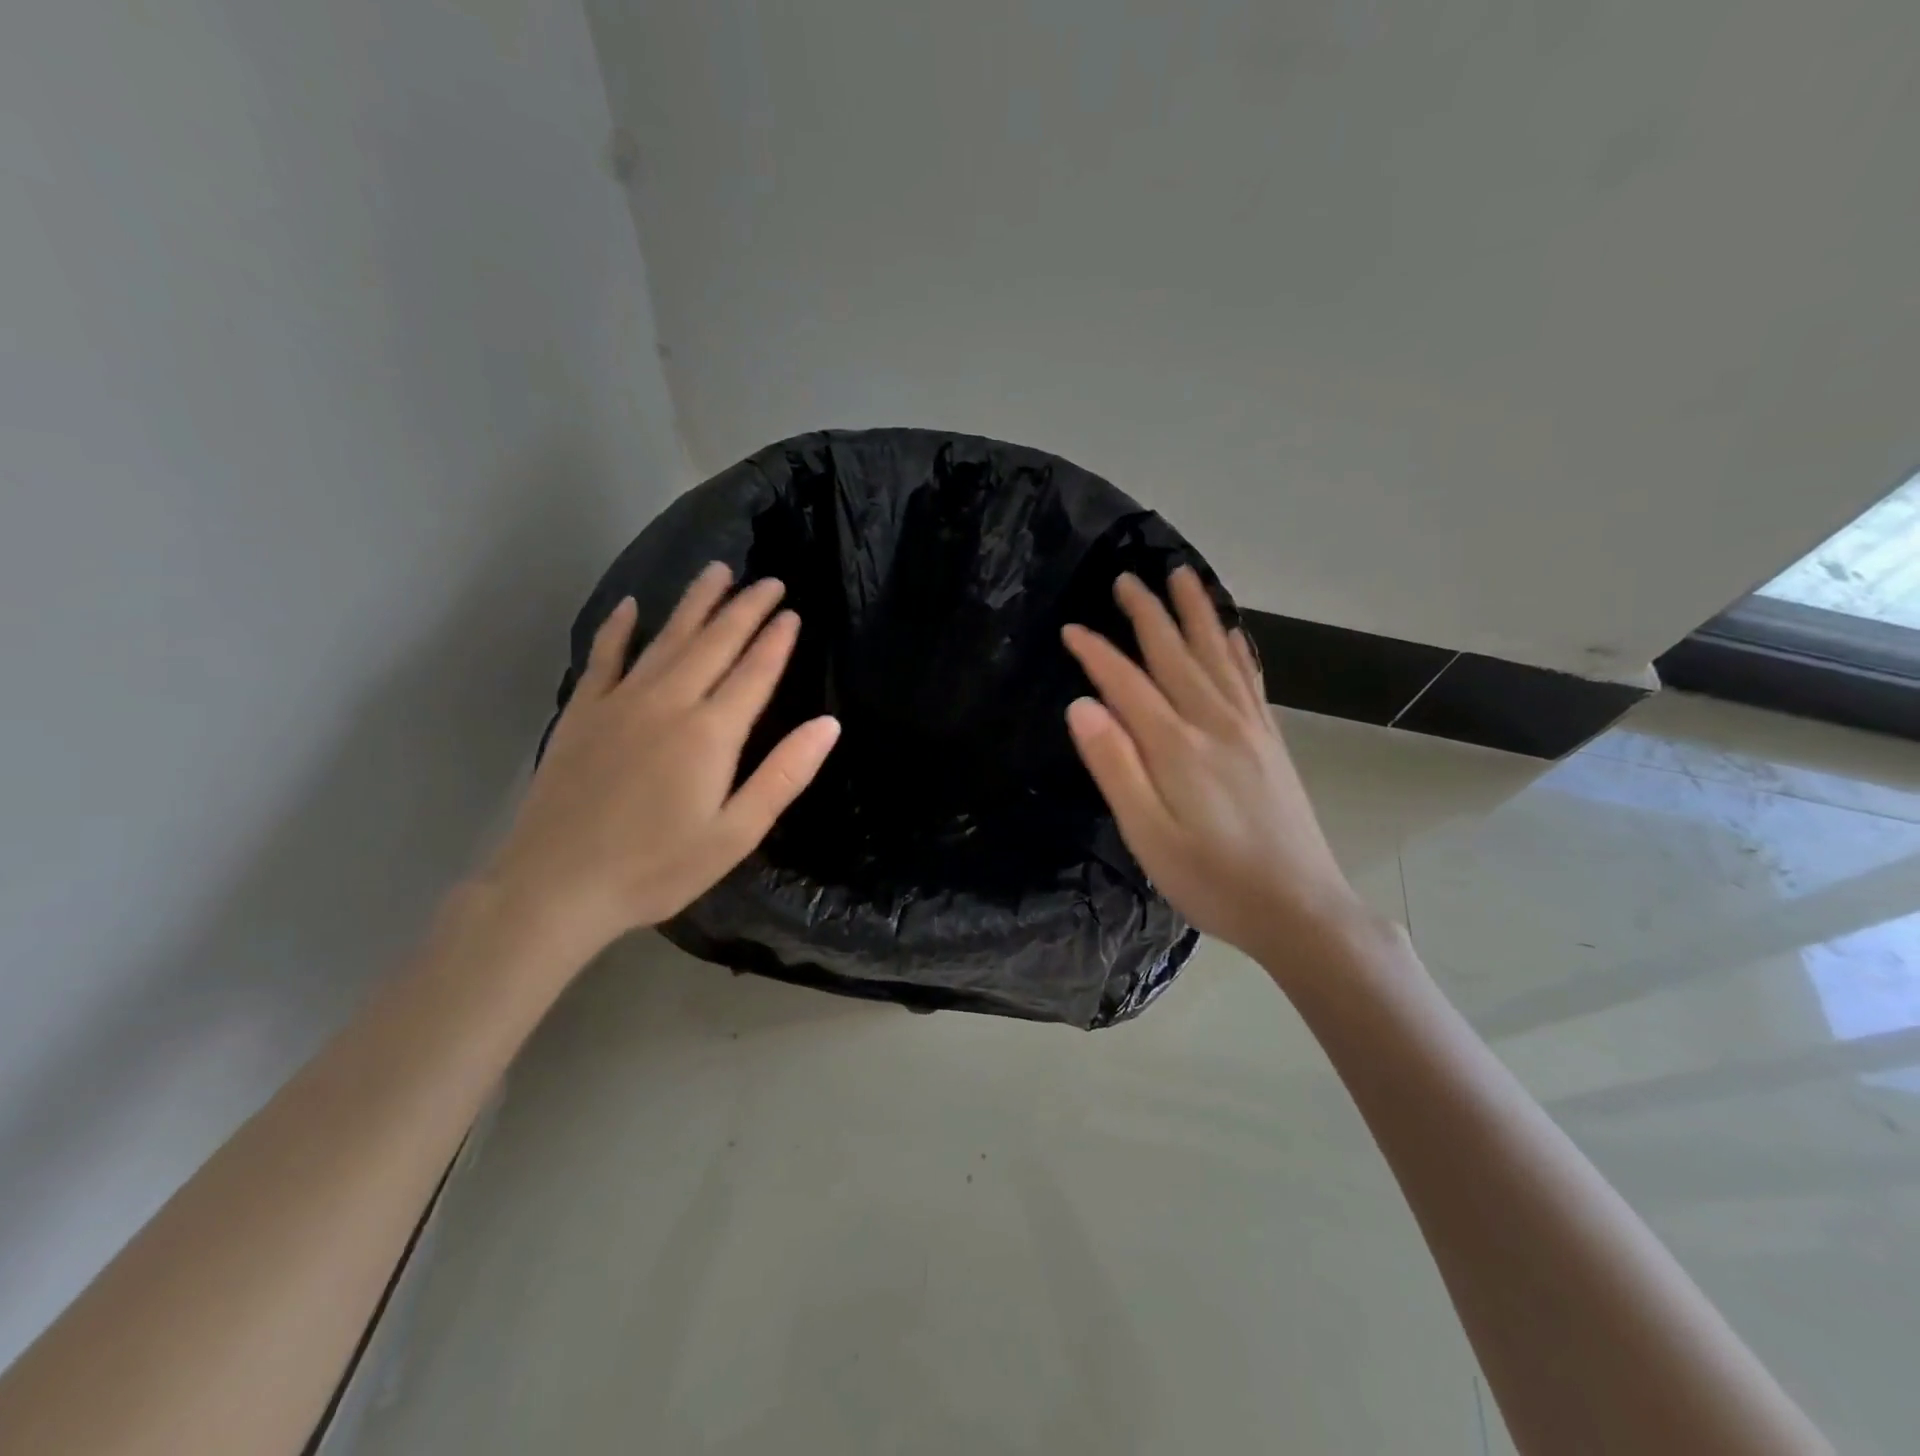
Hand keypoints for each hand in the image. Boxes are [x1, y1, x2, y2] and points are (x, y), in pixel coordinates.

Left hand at [484, 563, 840, 956]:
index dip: (776, 639)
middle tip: (768, 580)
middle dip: (745, 608)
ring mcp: (620, 702)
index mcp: (711, 733)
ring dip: (695, 603)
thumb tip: (829, 724)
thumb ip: (784, 775)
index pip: (754, 671)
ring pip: (666, 638)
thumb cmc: (657, 867)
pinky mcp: (582, 713)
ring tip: (717, 571)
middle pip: (714, 642)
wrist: (555, 885)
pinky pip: (604, 657)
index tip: (792, 610)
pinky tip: (629, 607)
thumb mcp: (735, 834)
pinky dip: (618, 629)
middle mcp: (668, 702)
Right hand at [1062, 567, 1364, 960]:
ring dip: (1197, 614)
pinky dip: (1237, 650)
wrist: (1300, 909)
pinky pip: (1250, 680)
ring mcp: (1249, 729)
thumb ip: (1114, 766)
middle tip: (1127, 577)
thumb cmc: (1211, 879)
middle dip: (1148, 614)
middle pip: (1175, 654)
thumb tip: (1081, 705)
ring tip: (1183, 577)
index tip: (1071, 628)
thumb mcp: (1147, 835)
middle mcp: (1214, 723)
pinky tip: (1232, 634)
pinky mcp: (1270, 742)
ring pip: (1217, 656)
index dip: (1096, 653)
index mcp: (1176, 746)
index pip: (1127, 683)